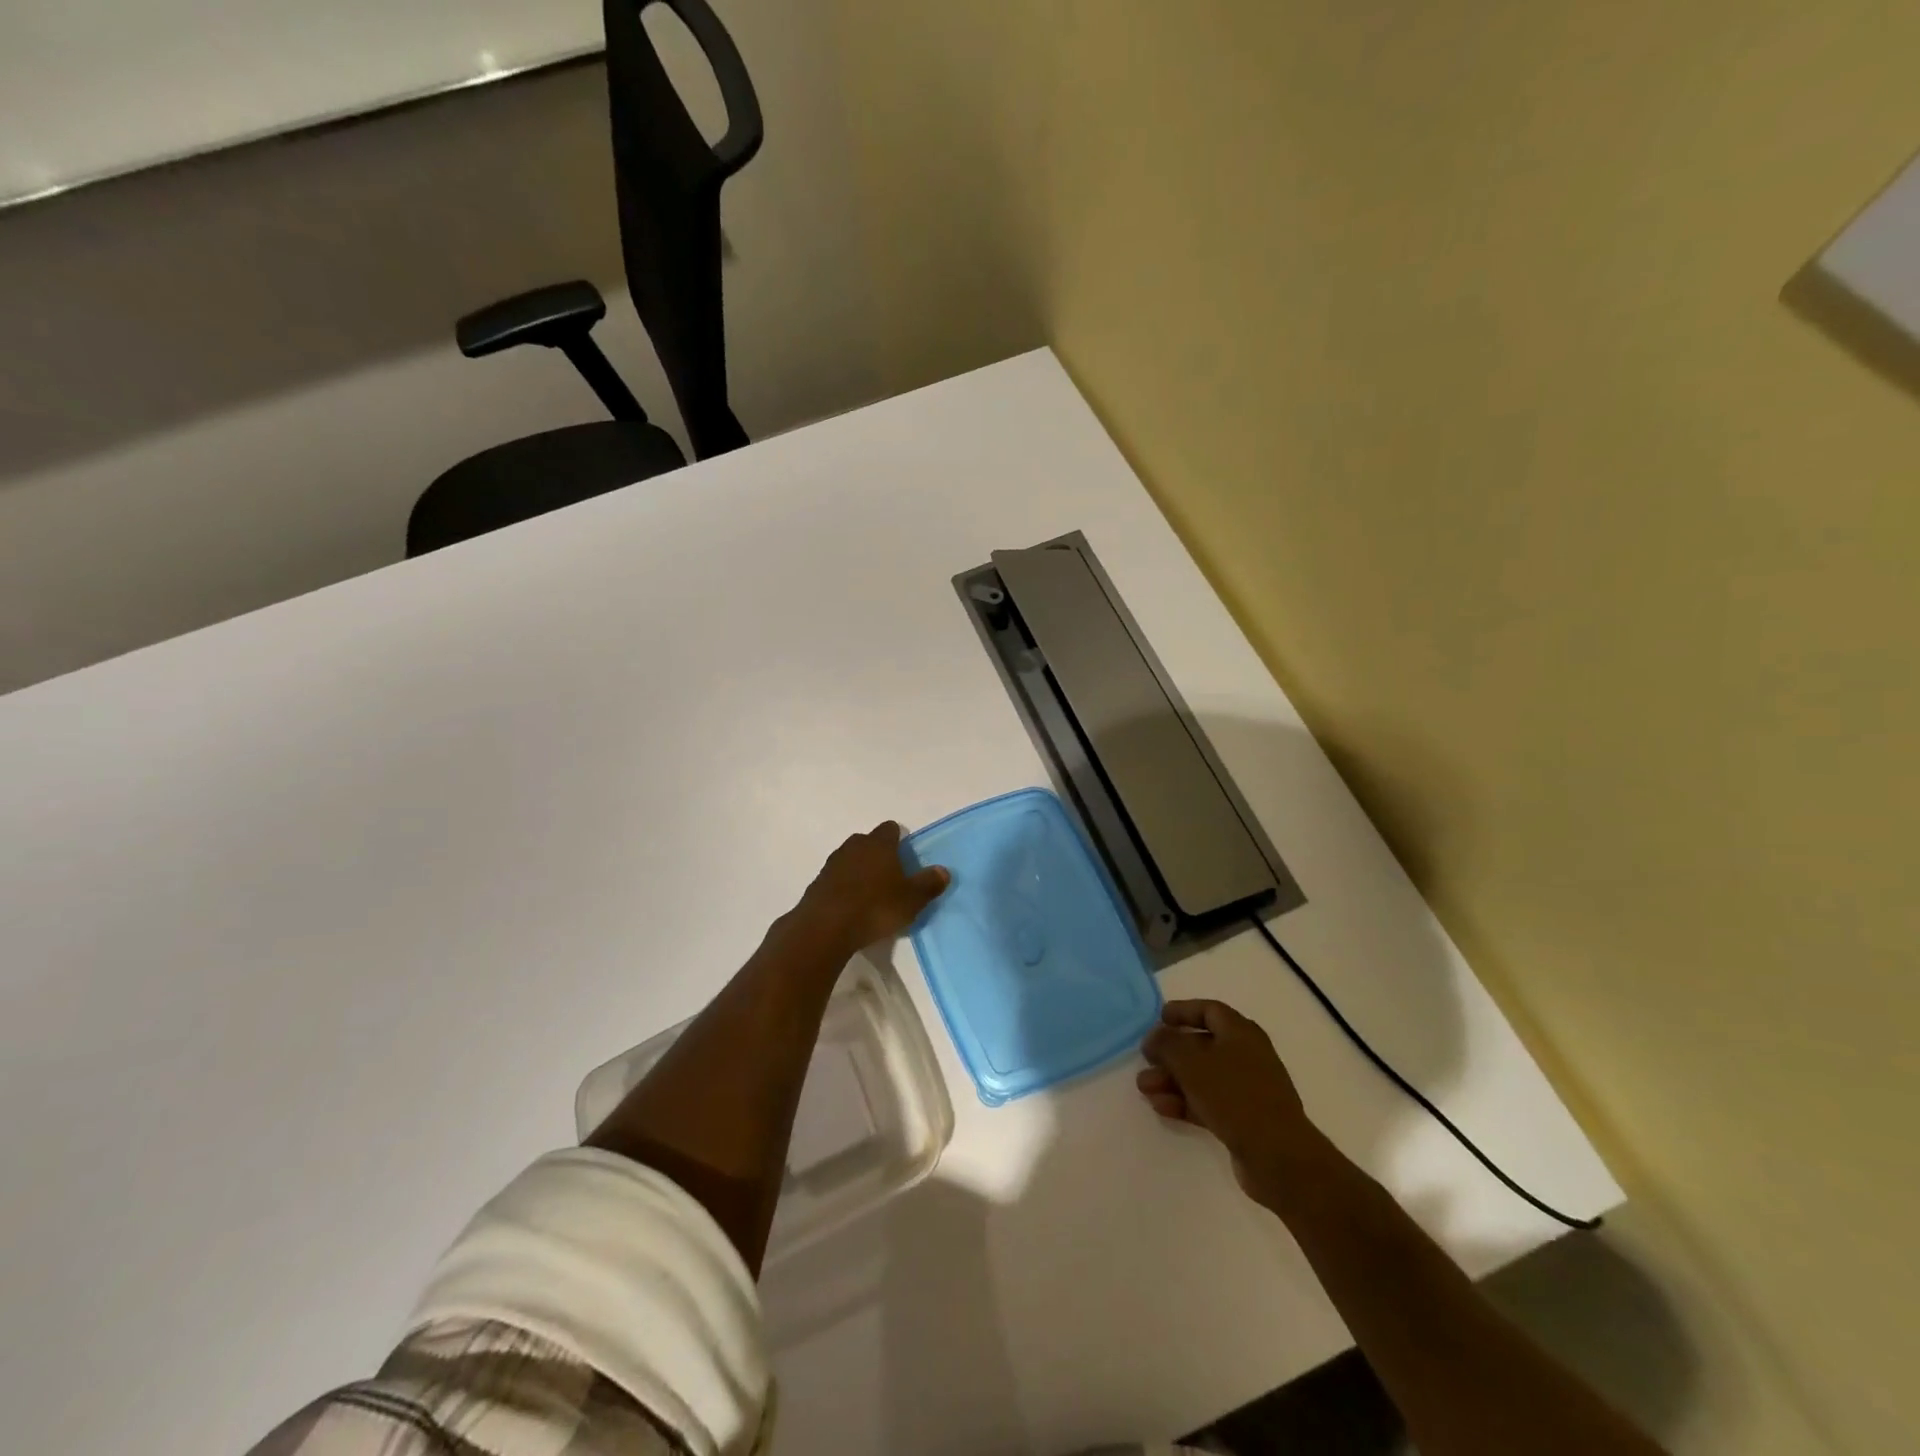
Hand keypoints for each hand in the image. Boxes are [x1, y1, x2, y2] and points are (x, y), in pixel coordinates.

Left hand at [794, 821, 949, 950]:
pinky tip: (851, 906)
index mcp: (879, 844)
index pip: (890, 829)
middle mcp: (854, 847)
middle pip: (868, 842)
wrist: (825, 928)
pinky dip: (844, 887)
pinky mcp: (817, 884)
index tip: (905, 856)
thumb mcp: (911, 899)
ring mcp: (832, 864)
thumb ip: (929, 883)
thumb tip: (943, 870)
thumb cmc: (875, 907)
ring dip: (860, 870)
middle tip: (891, 876)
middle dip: (878, 854)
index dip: (899, 839)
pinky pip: (836, 879)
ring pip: (850, 859)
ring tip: (871, 894)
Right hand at [1138, 999, 1318, 1197]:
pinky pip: (1208, 1102)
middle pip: (1201, 1045)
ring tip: (1145, 1089)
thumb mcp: (1191, 1061)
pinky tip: (1162, 1108)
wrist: (1278, 1156)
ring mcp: (1246, 1089)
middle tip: (1145, 1060)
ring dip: (1172, 1080)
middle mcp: (1246, 1055)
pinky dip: (1184, 1102)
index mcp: (1241, 1033)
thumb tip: (1154, 1037)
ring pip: (1201, 1076)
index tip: (1159, 1018)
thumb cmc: (1234, 1095)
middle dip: (1170, 1053)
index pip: (1209, 1010)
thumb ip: (1166, 1043)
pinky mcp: (1244, 1119)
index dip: (1183, 1011)